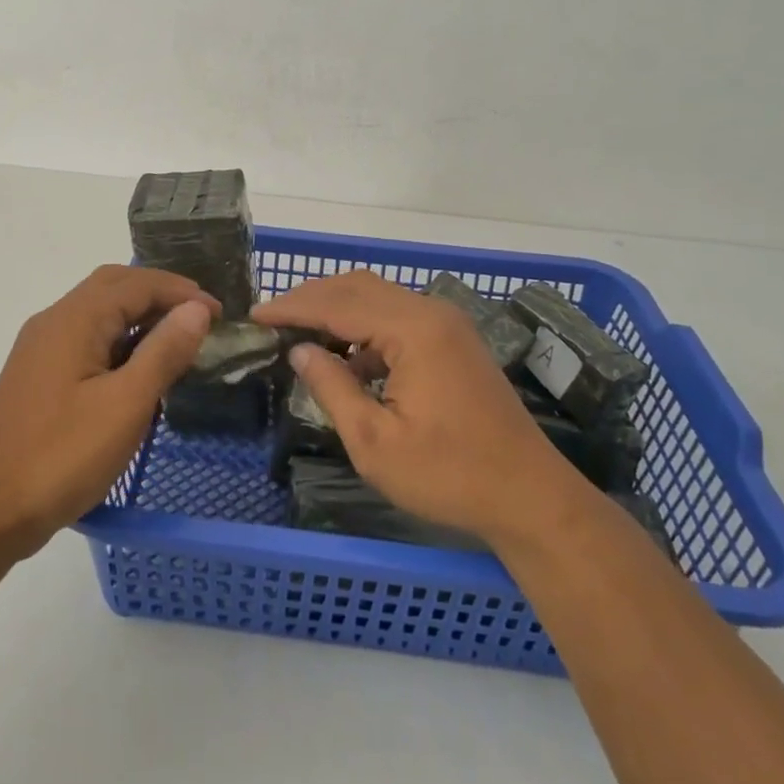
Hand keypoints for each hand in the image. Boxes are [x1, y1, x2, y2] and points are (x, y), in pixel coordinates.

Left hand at [0, 266, 216, 559]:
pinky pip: (86, 339)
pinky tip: (138, 370)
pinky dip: (119, 341)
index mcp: (75, 319)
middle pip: (114, 287)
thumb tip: (196, 309)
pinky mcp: (38, 377)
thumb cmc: (60, 455)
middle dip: (160, 294)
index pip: (137, 283)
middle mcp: (55, 322)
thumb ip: (164, 351)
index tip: (220, 314)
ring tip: (178, 340)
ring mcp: (41, 350)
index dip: (182, 292)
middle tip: (200, 317)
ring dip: (139, 316)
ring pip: (98, 313)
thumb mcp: (125, 405)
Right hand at [253, 270, 578, 546]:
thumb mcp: (375, 442)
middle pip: (358, 287)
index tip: (254, 316)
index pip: (338, 303)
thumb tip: (299, 350)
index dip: (292, 307)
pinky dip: (365, 327)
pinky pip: (398, 317)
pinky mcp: (455, 341)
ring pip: (379, 297)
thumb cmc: (449, 475)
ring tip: (300, 334)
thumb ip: (332, 387)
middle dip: (312, 299)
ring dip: (338, 310)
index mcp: (413, 330)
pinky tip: (348, 359)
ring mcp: (447, 324)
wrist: (529, 496)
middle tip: (273, 320)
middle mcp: (431, 313)